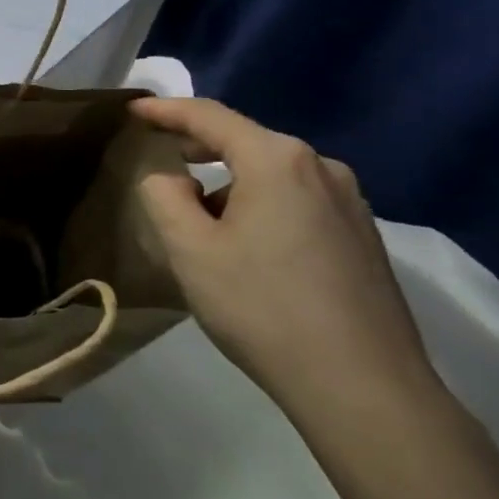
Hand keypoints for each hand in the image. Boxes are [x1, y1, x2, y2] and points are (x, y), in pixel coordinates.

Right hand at [130, 98, 437, 423]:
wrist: (365, 389)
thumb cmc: (263, 308)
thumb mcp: (190, 249)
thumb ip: (164, 196)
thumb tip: (169, 177)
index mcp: (277, 159)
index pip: (209, 117)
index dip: (166, 110)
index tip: (134, 110)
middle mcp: (321, 167)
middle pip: (245, 141)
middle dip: (199, 146)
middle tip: (161, 158)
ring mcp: (350, 202)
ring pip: (273, 174)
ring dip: (231, 183)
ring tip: (201, 217)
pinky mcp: (363, 236)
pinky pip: (299, 200)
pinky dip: (262, 204)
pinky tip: (249, 244)